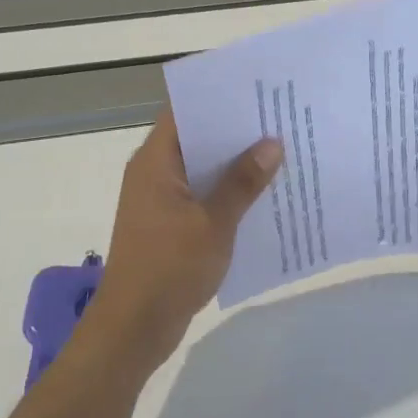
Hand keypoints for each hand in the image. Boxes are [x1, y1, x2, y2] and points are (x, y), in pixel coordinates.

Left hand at [84, 108, 282, 376]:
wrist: (134, 328)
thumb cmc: (169, 268)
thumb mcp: (214, 222)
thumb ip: (243, 182)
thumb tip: (272, 144)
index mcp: (155, 163)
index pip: (185, 111)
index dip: (219, 97)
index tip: (258, 89)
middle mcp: (155, 174)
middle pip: (198, 139)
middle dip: (237, 131)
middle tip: (282, 119)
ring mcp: (162, 202)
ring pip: (204, 171)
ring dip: (237, 165)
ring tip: (283, 152)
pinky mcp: (172, 226)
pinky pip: (205, 198)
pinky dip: (230, 194)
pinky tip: (266, 196)